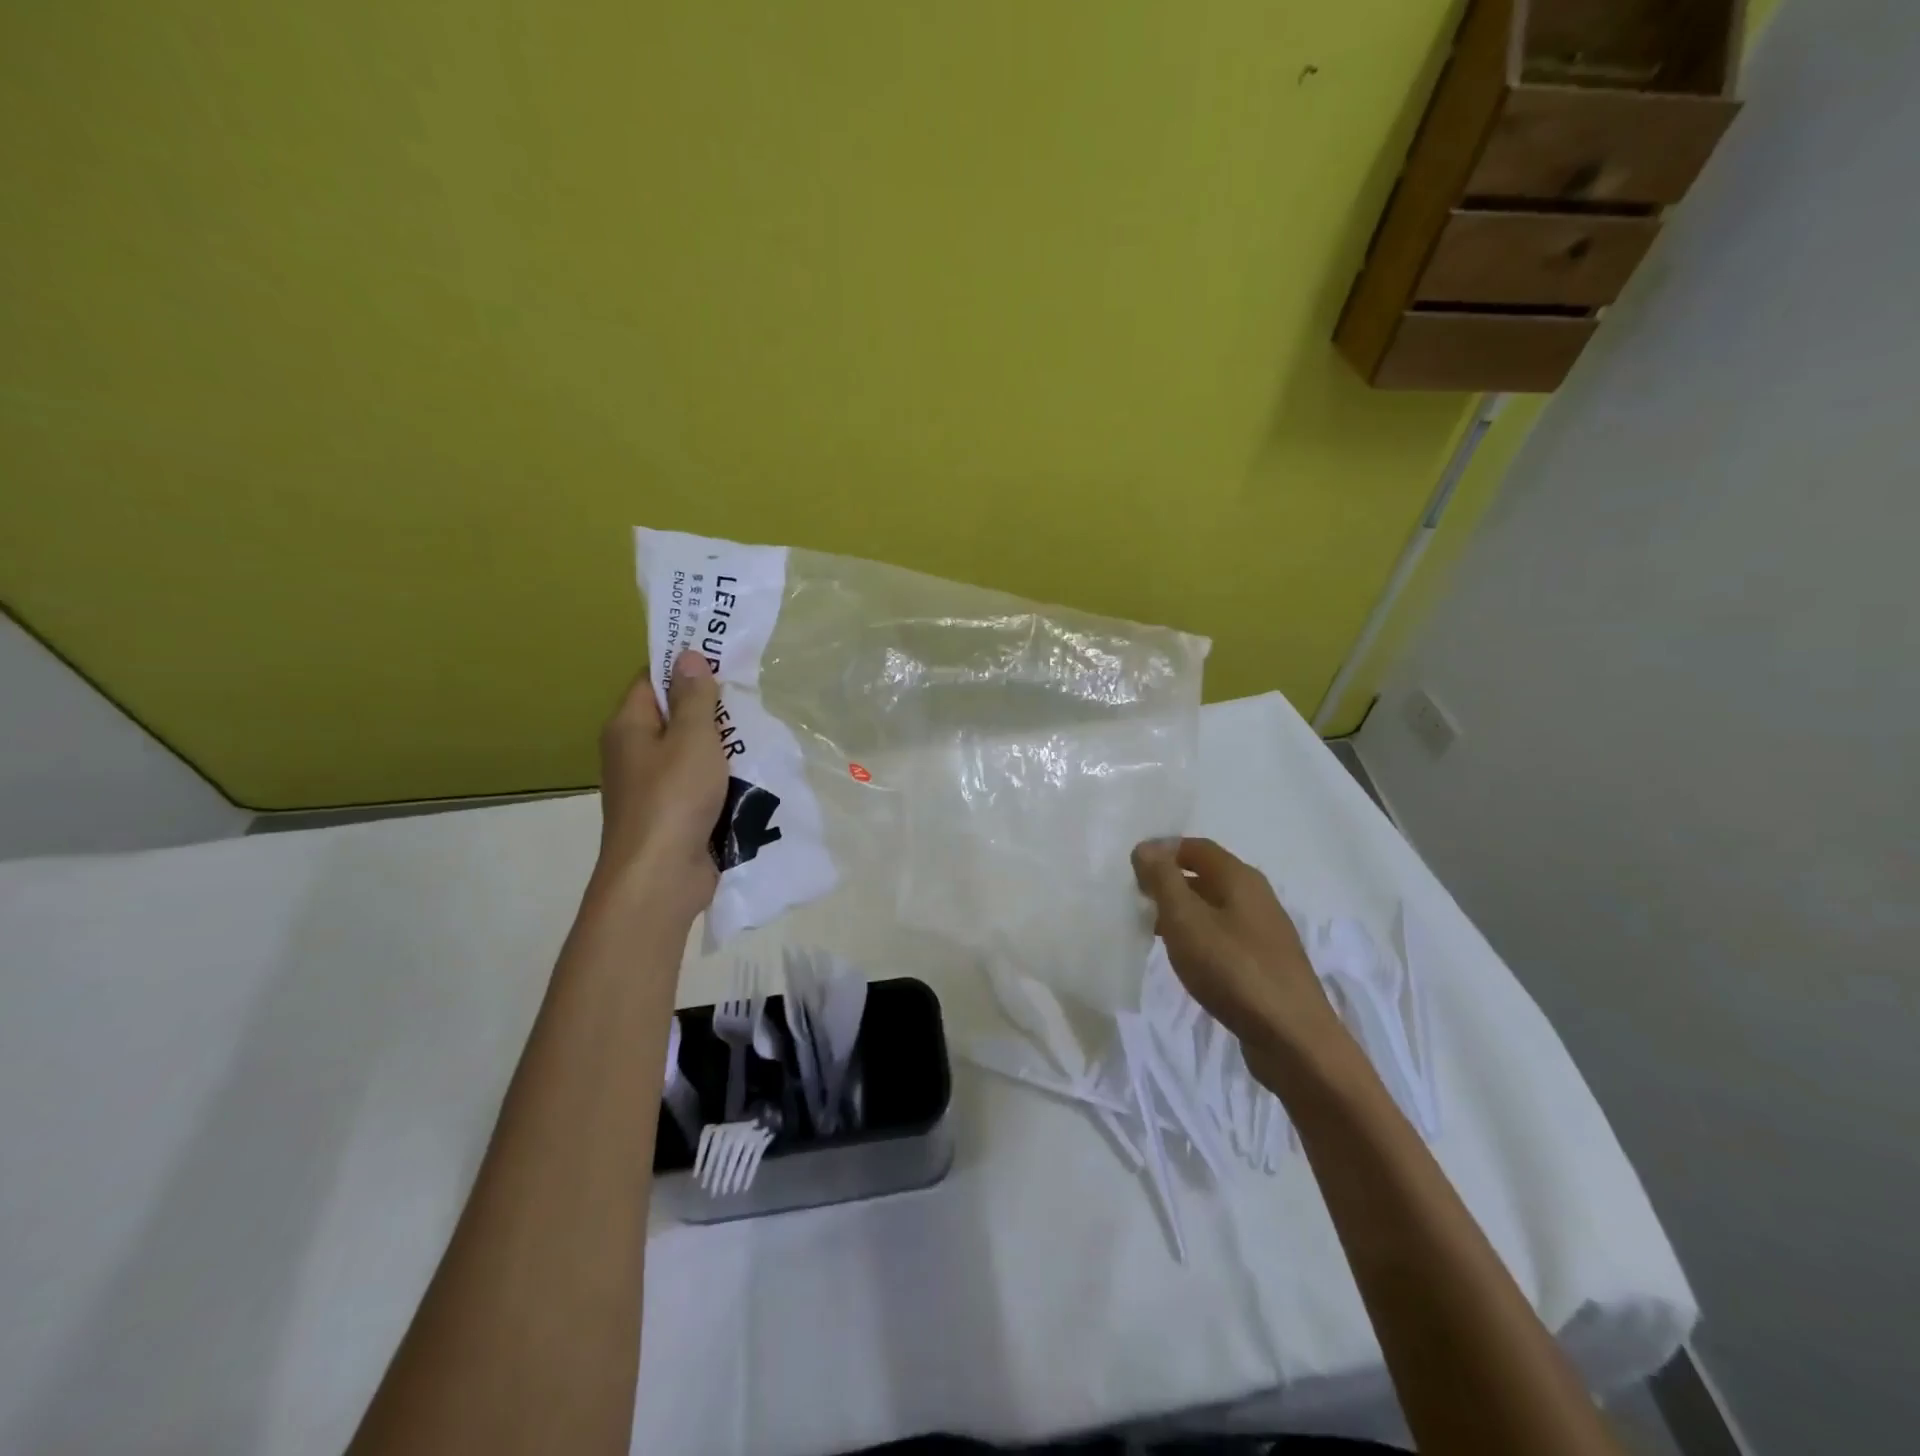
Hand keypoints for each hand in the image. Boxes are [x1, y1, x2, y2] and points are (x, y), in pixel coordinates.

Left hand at [596, 651, 728, 917]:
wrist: (660, 878)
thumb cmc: (674, 798)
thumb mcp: (692, 739)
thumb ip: (695, 697)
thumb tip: (687, 656)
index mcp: (629, 727)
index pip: (652, 680)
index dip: (683, 665)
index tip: (722, 656)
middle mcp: (635, 753)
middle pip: (676, 716)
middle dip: (713, 708)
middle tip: (751, 695)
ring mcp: (654, 786)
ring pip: (693, 752)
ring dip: (723, 745)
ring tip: (760, 732)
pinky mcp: (674, 814)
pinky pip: (701, 783)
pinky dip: (724, 777)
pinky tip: (754, 773)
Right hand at [1131, 837, 1343, 1064]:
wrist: (1293, 1038)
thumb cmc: (1233, 969)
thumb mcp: (1186, 919)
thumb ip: (1163, 880)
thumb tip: (1146, 847)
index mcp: (1240, 878)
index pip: (1195, 847)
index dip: (1162, 851)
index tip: (1131, 870)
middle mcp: (1257, 896)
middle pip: (1207, 874)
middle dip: (1171, 881)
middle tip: (1137, 899)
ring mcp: (1265, 931)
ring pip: (1216, 906)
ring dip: (1184, 911)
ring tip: (1153, 930)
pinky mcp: (1266, 963)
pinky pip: (1225, 934)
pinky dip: (1200, 936)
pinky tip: (1187, 958)